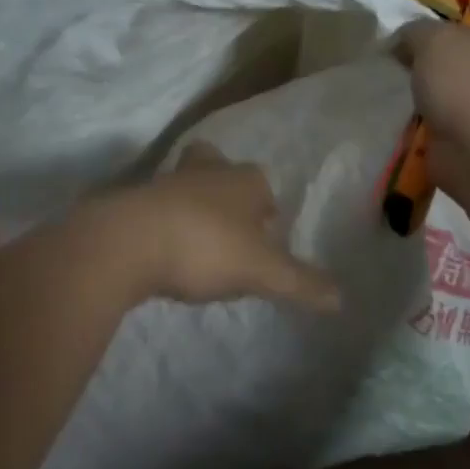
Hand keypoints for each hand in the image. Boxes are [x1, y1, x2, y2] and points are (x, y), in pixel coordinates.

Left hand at [89, 145, 341, 312]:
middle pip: (220, 168)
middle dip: (225, 191)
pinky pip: (156, 207)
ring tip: (196, 244)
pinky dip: (162, 223)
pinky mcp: (133, 200)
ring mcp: (167, 181)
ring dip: (192, 206)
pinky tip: (162, 251)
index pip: (263, 186)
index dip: (266, 209)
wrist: (127, 242)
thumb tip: (342, 299)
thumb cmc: (205, 246)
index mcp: (243, 180)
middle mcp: (207, 170)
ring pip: (186, 184)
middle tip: (228, 227)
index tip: (264, 241)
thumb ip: (301, 284)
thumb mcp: (262, 272)